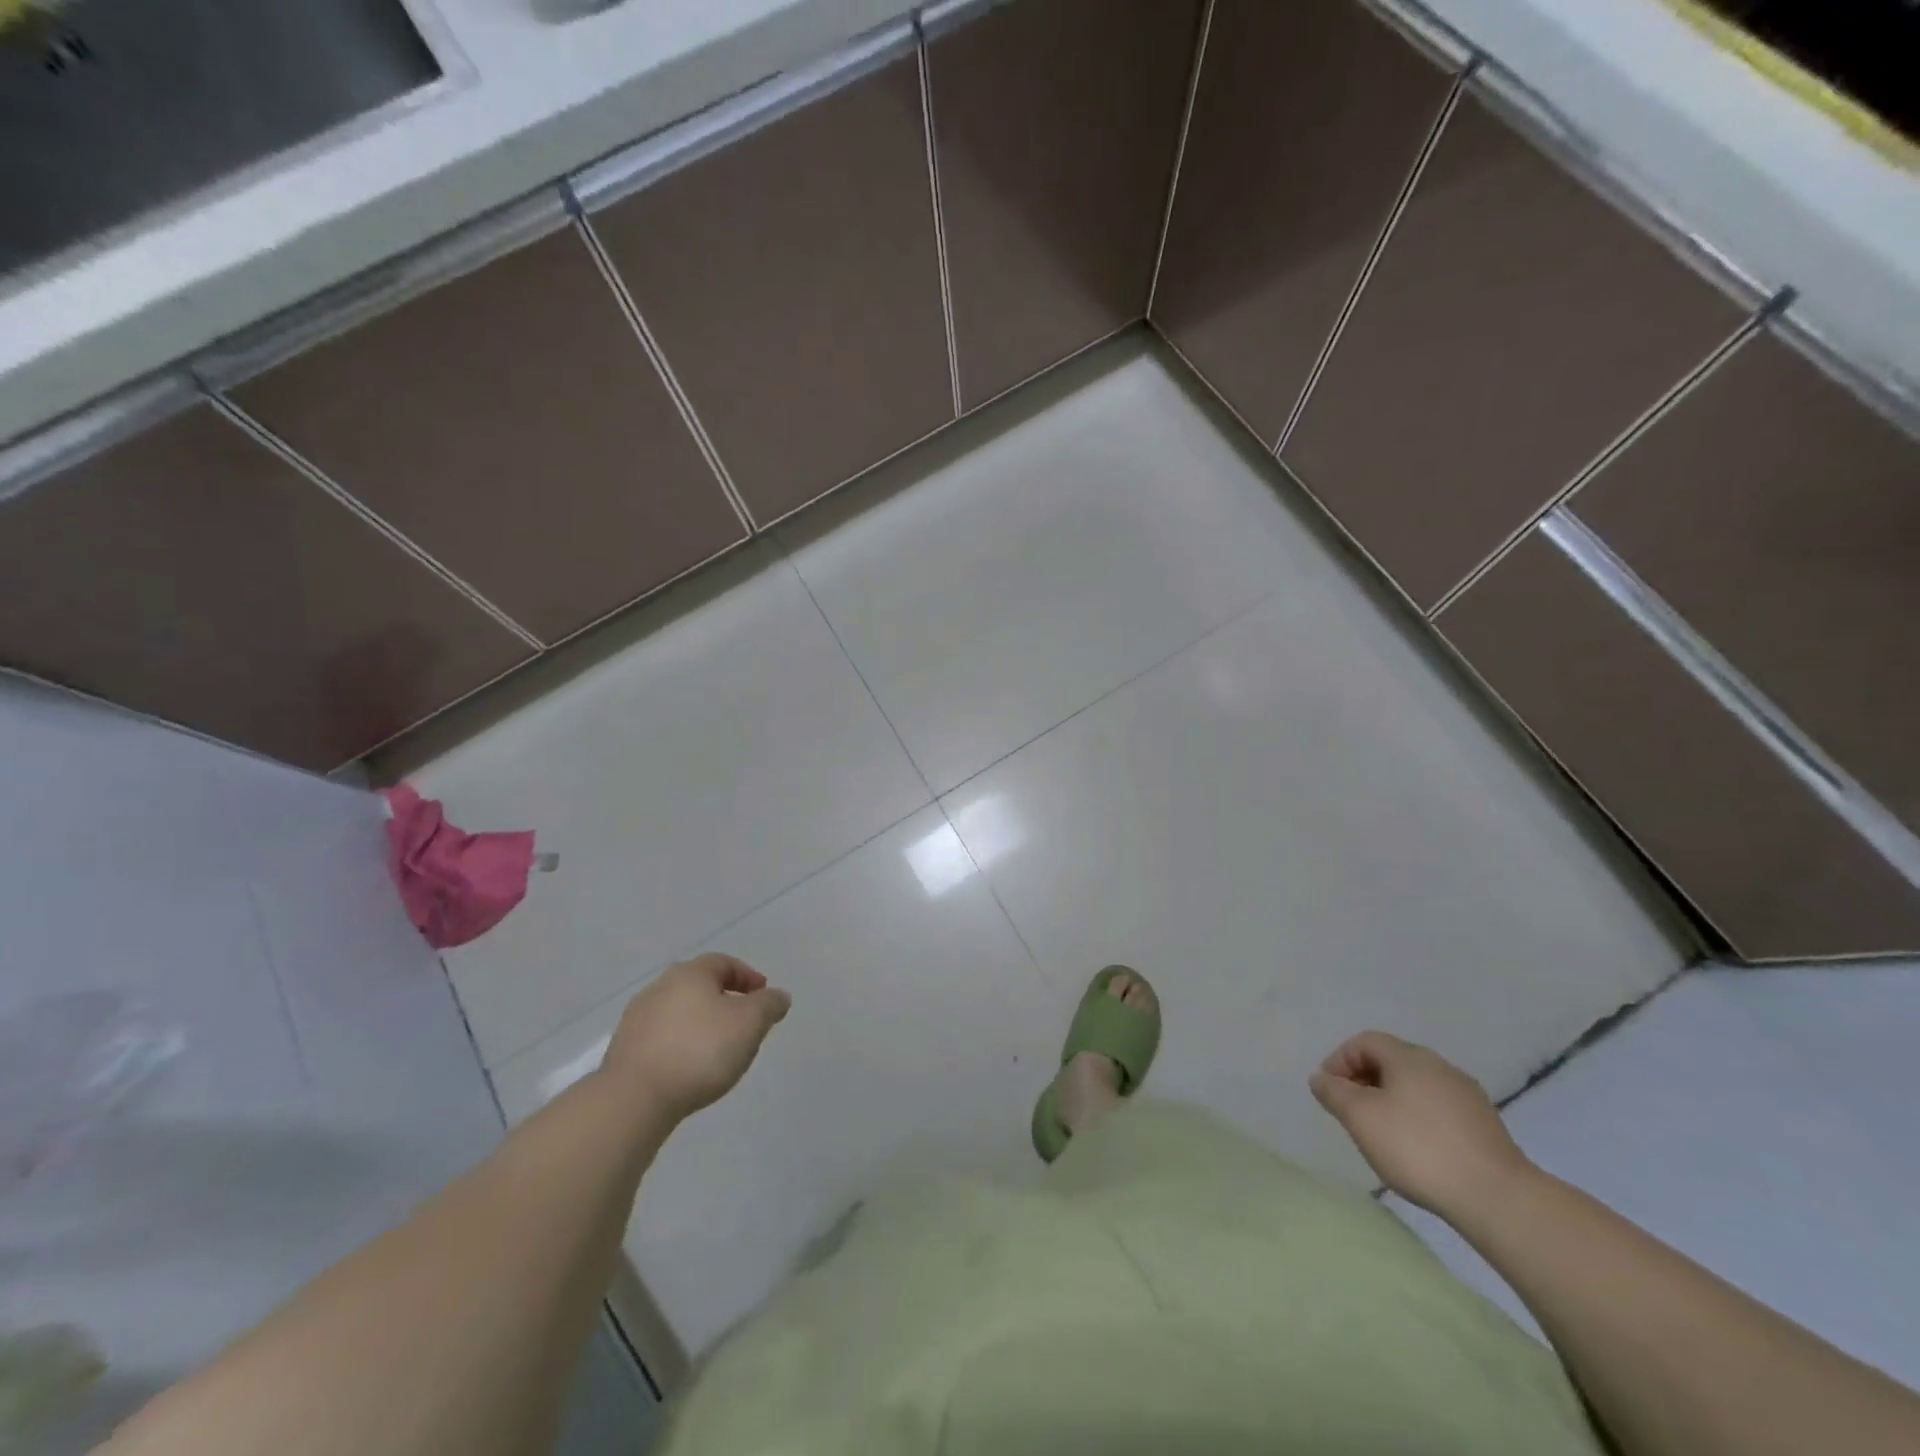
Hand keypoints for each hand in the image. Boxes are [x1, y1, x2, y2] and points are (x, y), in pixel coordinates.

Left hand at [601, 954, 790, 1121]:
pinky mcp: (623, 1049)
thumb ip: (769, 1005)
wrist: (634, 1099)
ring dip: (700, 1023)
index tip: (764, 996)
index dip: (748, 977)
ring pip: (679, 1012)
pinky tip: (689, 1067)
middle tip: (743, 1023)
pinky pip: (662, 1038)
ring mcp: (637, 1018)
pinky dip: (680, 1044)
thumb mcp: (750, 1024)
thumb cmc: (700, 1051)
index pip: (724, 963)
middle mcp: (660, 987)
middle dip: (724, 1000)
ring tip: (717, 1050)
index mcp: (690, 973)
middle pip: (699, 986)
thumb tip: (778, 996)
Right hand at [1309, 1031, 1533, 1218]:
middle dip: (1364, 1079)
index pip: (1365, 1042)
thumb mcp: (1360, 1118)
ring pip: (1416, 1085)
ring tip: (1381, 1132)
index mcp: (1409, 1057)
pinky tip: (1416, 1147)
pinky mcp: (1485, 1124)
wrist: (1497, 1197)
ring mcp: (1467, 1095)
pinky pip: (1438, 1107)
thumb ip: (1334, 1093)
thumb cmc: (1417, 1148)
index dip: (1340, 1060)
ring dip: (1391, 1099)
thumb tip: (1320, 1078)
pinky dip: (1417, 1117)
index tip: (1329, 1091)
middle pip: (1391, 1060)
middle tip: (1351, 1110)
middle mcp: (1439, 1066)